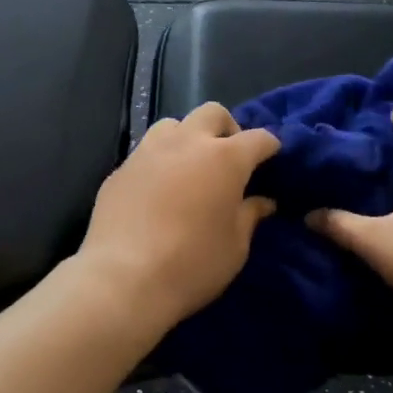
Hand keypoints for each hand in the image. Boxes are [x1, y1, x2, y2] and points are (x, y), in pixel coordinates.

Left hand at [78, 103, 280, 325]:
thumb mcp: (235, 247)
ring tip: (190, 167)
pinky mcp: (121, 169)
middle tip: (229, 158)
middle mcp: (187, 143)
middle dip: (227, 128)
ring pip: (174, 124)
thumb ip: (250, 216)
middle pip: (213, 113)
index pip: (258, 138)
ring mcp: (149, 151)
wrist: (123, 279)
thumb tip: (263, 202)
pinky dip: (160, 162)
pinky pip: (146, 152)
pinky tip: (158, 190)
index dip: (269, 147)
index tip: (271, 160)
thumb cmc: (192, 264)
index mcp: (225, 158)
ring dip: (188, 138)